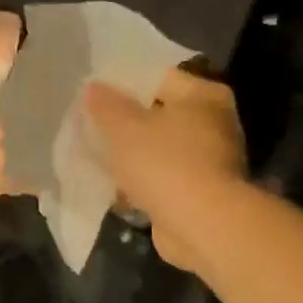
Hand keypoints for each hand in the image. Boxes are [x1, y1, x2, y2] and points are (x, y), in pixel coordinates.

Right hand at [85, 69, 248, 273]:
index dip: (121, 83)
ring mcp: (210, 159)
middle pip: (158, 113)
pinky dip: (140, 179)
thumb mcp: (123, 127)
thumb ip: (105, 104)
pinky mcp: (200, 191)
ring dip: (130, 153)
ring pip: (158, 147)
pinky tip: (112, 184)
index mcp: (203, 96)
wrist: (202, 226)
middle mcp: (213, 123)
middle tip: (88, 123)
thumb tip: (93, 87)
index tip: (91, 93)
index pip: (157, 77)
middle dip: (124, 121)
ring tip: (94, 153)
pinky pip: (161, 176)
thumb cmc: (164, 164)